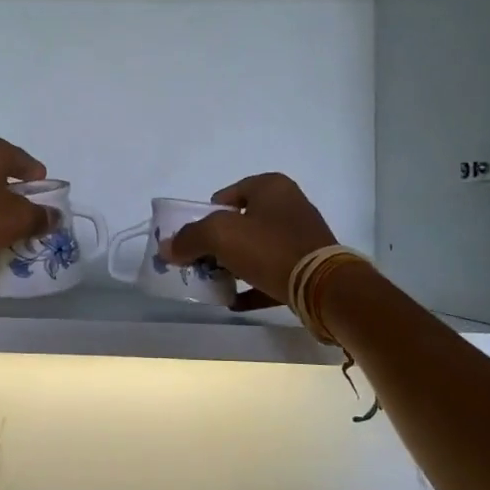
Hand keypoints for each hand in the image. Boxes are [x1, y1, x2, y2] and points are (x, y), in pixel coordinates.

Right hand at [163, 173, 337, 310]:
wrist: (323, 288)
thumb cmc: (269, 248)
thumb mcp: (220, 235)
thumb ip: (189, 238)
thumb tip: (166, 247)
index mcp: (270, 187)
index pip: (225, 195)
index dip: (204, 216)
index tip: (192, 239)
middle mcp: (288, 206)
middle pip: (240, 223)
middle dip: (217, 243)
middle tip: (199, 263)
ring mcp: (300, 237)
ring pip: (255, 249)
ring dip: (233, 265)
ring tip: (214, 283)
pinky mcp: (307, 267)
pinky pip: (271, 274)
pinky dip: (252, 286)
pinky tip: (234, 302)